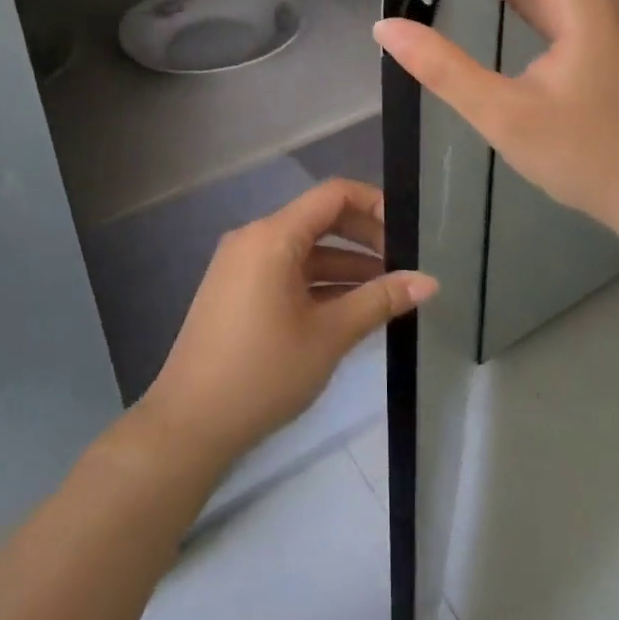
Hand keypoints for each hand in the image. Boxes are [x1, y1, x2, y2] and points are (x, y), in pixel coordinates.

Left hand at [139, 179, 436, 467]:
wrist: (189, 424)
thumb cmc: (263, 372)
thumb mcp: (329, 336)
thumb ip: (379, 301)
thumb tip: (429, 281)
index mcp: (272, 236)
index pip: (332, 195)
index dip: (373, 203)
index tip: (407, 230)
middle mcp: (254, 238)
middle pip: (319, 219)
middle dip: (364, 238)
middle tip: (403, 264)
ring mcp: (241, 264)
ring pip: (304, 250)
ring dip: (344, 265)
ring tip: (387, 291)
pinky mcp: (236, 289)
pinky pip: (285, 270)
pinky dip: (318, 282)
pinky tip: (349, 308)